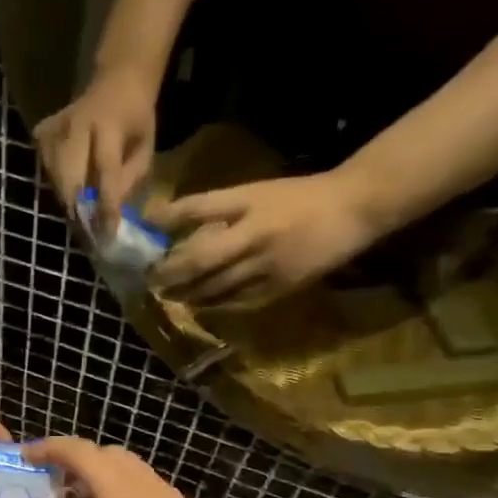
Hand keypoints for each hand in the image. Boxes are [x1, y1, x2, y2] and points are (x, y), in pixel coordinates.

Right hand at [22, 438, 254, 497]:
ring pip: (131, 471)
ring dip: (100, 480)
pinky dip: (122, 494)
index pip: (84, 455)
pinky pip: (146, 489)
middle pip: (109, 456)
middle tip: (53, 493)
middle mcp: (150, 492)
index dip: (53, 449)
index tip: (28, 457)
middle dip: (77, 464)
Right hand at [34, 66, 157, 234]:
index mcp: (110, 125)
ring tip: (80, 212)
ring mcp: (56, 126)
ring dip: (67, 199)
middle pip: (70, 177)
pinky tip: (70, 184)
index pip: (105, 171)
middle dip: (78, 209)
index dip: (106, 205)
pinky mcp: (42, 131)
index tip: (107, 234)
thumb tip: (111, 215)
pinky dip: (57, 183)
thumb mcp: (145, 148)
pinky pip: (45, 168)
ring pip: (54, 176)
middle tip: (87, 231)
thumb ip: (130, 180)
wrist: (116, 82)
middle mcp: (78, 123)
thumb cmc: (135, 120)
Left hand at [151, 169, 382, 309]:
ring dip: (187, 292)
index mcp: (249, 205)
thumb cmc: (297, 197)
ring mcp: (268, 266)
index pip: (197, 210)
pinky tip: (199, 304)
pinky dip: (215, 304)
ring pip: (216, 286)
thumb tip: (166, 220)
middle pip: (201, 259)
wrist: (353, 209)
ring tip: (167, 294)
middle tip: (148, 280)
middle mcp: (255, 237)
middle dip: (170, 272)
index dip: (168, 218)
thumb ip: (212, 208)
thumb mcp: (253, 193)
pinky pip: (238, 301)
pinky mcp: (280, 288)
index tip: (144, 235)